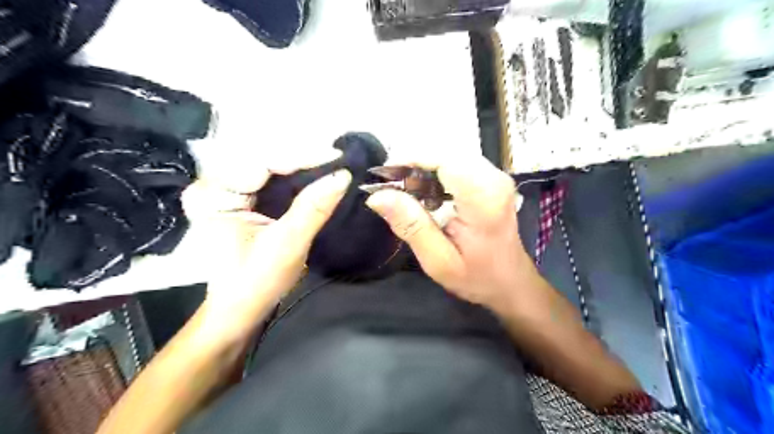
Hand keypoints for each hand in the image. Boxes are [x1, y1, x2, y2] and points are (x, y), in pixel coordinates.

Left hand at [181, 150, 350, 341]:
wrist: (241, 309)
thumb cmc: (256, 283)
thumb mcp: (287, 245)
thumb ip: (313, 208)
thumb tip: (343, 176)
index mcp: (211, 195)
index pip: (259, 162)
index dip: (301, 156)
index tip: (337, 156)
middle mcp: (214, 184)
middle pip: (264, 157)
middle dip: (303, 158)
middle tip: (339, 160)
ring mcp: (228, 189)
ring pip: (270, 164)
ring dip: (303, 164)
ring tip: (333, 164)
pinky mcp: (242, 196)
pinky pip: (272, 177)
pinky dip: (298, 176)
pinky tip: (318, 173)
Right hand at [367, 154, 535, 309]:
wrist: (510, 281)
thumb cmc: (477, 276)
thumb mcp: (438, 261)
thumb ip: (411, 226)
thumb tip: (377, 196)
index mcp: (483, 198)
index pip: (444, 158)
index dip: (411, 158)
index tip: (384, 175)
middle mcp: (493, 178)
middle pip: (445, 151)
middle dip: (413, 162)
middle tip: (390, 185)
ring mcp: (495, 175)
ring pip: (450, 154)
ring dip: (423, 167)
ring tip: (403, 189)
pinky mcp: (491, 178)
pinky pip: (457, 163)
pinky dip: (435, 172)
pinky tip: (424, 191)